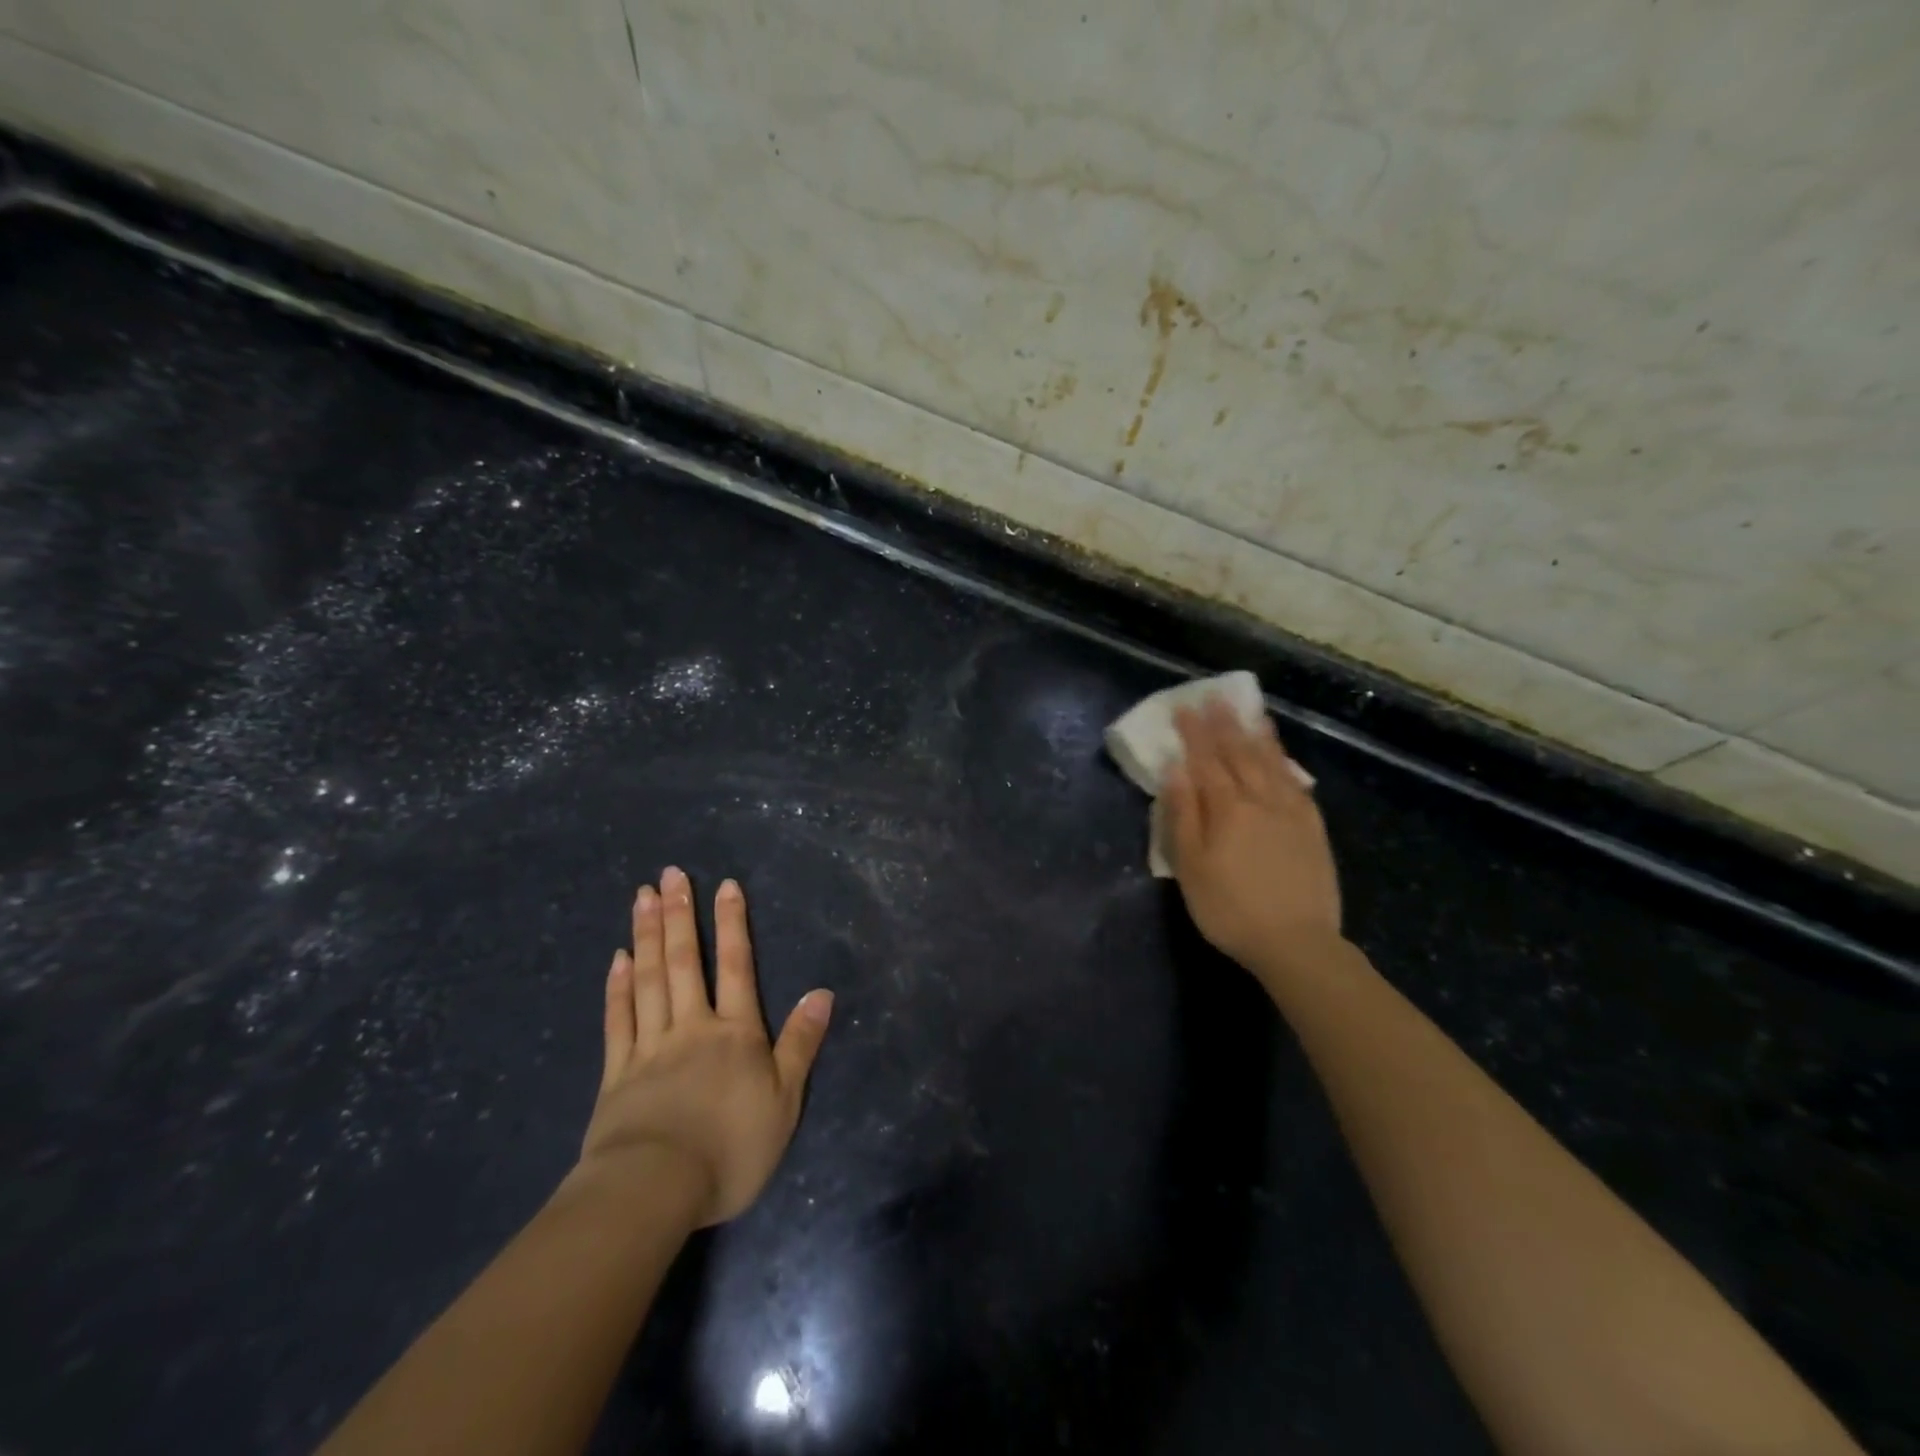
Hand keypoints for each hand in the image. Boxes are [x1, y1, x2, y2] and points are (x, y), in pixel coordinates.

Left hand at [579, 866, 832, 1226]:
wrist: (654, 1191)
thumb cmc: (730, 1148)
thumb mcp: (784, 1101)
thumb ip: (801, 1043)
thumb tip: (822, 992)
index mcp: (735, 1033)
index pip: (736, 966)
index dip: (732, 923)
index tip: (724, 885)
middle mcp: (692, 1027)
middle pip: (685, 962)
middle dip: (680, 915)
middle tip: (670, 874)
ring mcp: (649, 1047)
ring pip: (649, 980)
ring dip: (646, 935)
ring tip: (642, 897)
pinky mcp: (616, 1074)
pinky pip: (618, 1020)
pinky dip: (617, 987)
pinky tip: (617, 958)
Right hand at [1164, 697, 1341, 973]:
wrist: (1297, 943)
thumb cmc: (1229, 909)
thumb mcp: (1191, 867)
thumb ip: (1183, 815)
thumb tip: (1175, 770)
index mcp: (1226, 809)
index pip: (1206, 760)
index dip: (1194, 733)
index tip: (1184, 707)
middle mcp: (1260, 800)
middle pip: (1239, 753)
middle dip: (1224, 723)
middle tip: (1214, 697)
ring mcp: (1291, 811)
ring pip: (1271, 762)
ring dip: (1257, 734)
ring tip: (1249, 711)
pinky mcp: (1312, 827)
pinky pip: (1296, 782)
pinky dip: (1285, 761)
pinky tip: (1281, 754)